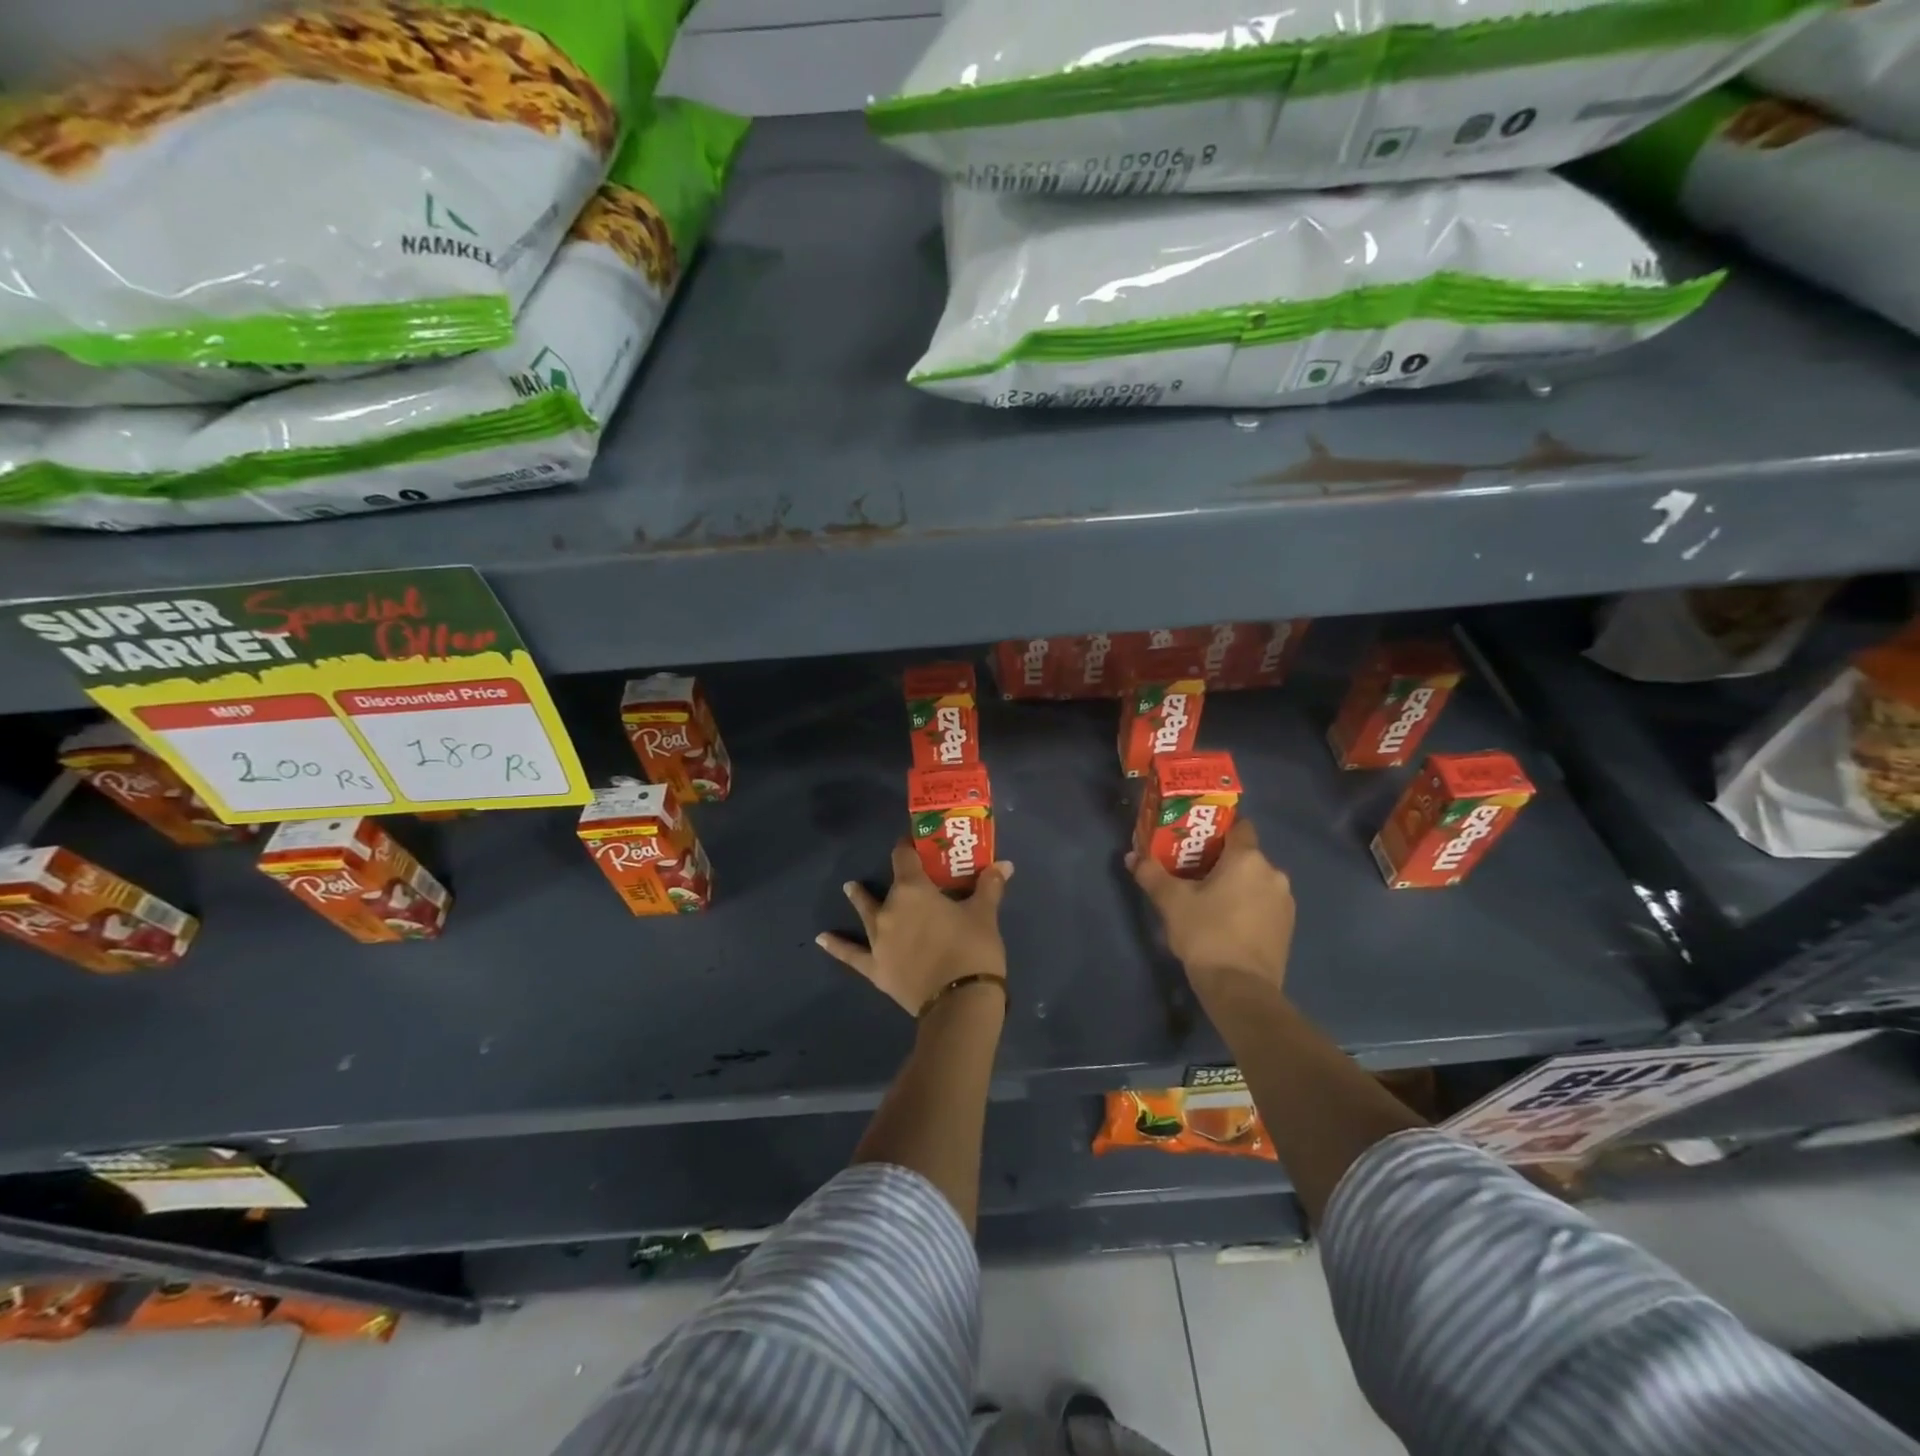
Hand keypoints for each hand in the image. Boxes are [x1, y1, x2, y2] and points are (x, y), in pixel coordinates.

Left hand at [817, 839, 1013, 1014]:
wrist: (959, 1003)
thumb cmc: (973, 950)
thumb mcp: (985, 914)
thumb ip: (990, 886)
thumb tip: (1004, 864)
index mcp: (913, 890)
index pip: (905, 857)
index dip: (909, 847)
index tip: (915, 843)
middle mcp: (889, 909)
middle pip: (889, 885)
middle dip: (896, 878)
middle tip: (905, 874)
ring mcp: (878, 940)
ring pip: (865, 912)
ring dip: (859, 899)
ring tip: (849, 888)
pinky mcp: (875, 968)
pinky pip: (851, 954)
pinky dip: (837, 946)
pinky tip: (822, 939)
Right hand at [1129, 820, 1293, 1002]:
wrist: (1241, 989)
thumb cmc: (1207, 933)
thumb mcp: (1172, 902)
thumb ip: (1152, 874)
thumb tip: (1132, 856)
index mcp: (1248, 859)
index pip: (1239, 826)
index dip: (1218, 829)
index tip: (1196, 840)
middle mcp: (1273, 873)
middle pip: (1246, 855)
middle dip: (1222, 861)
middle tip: (1193, 872)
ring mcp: (1284, 902)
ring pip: (1256, 881)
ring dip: (1236, 885)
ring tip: (1208, 901)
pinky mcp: (1288, 927)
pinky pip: (1264, 904)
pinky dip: (1247, 906)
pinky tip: (1227, 923)